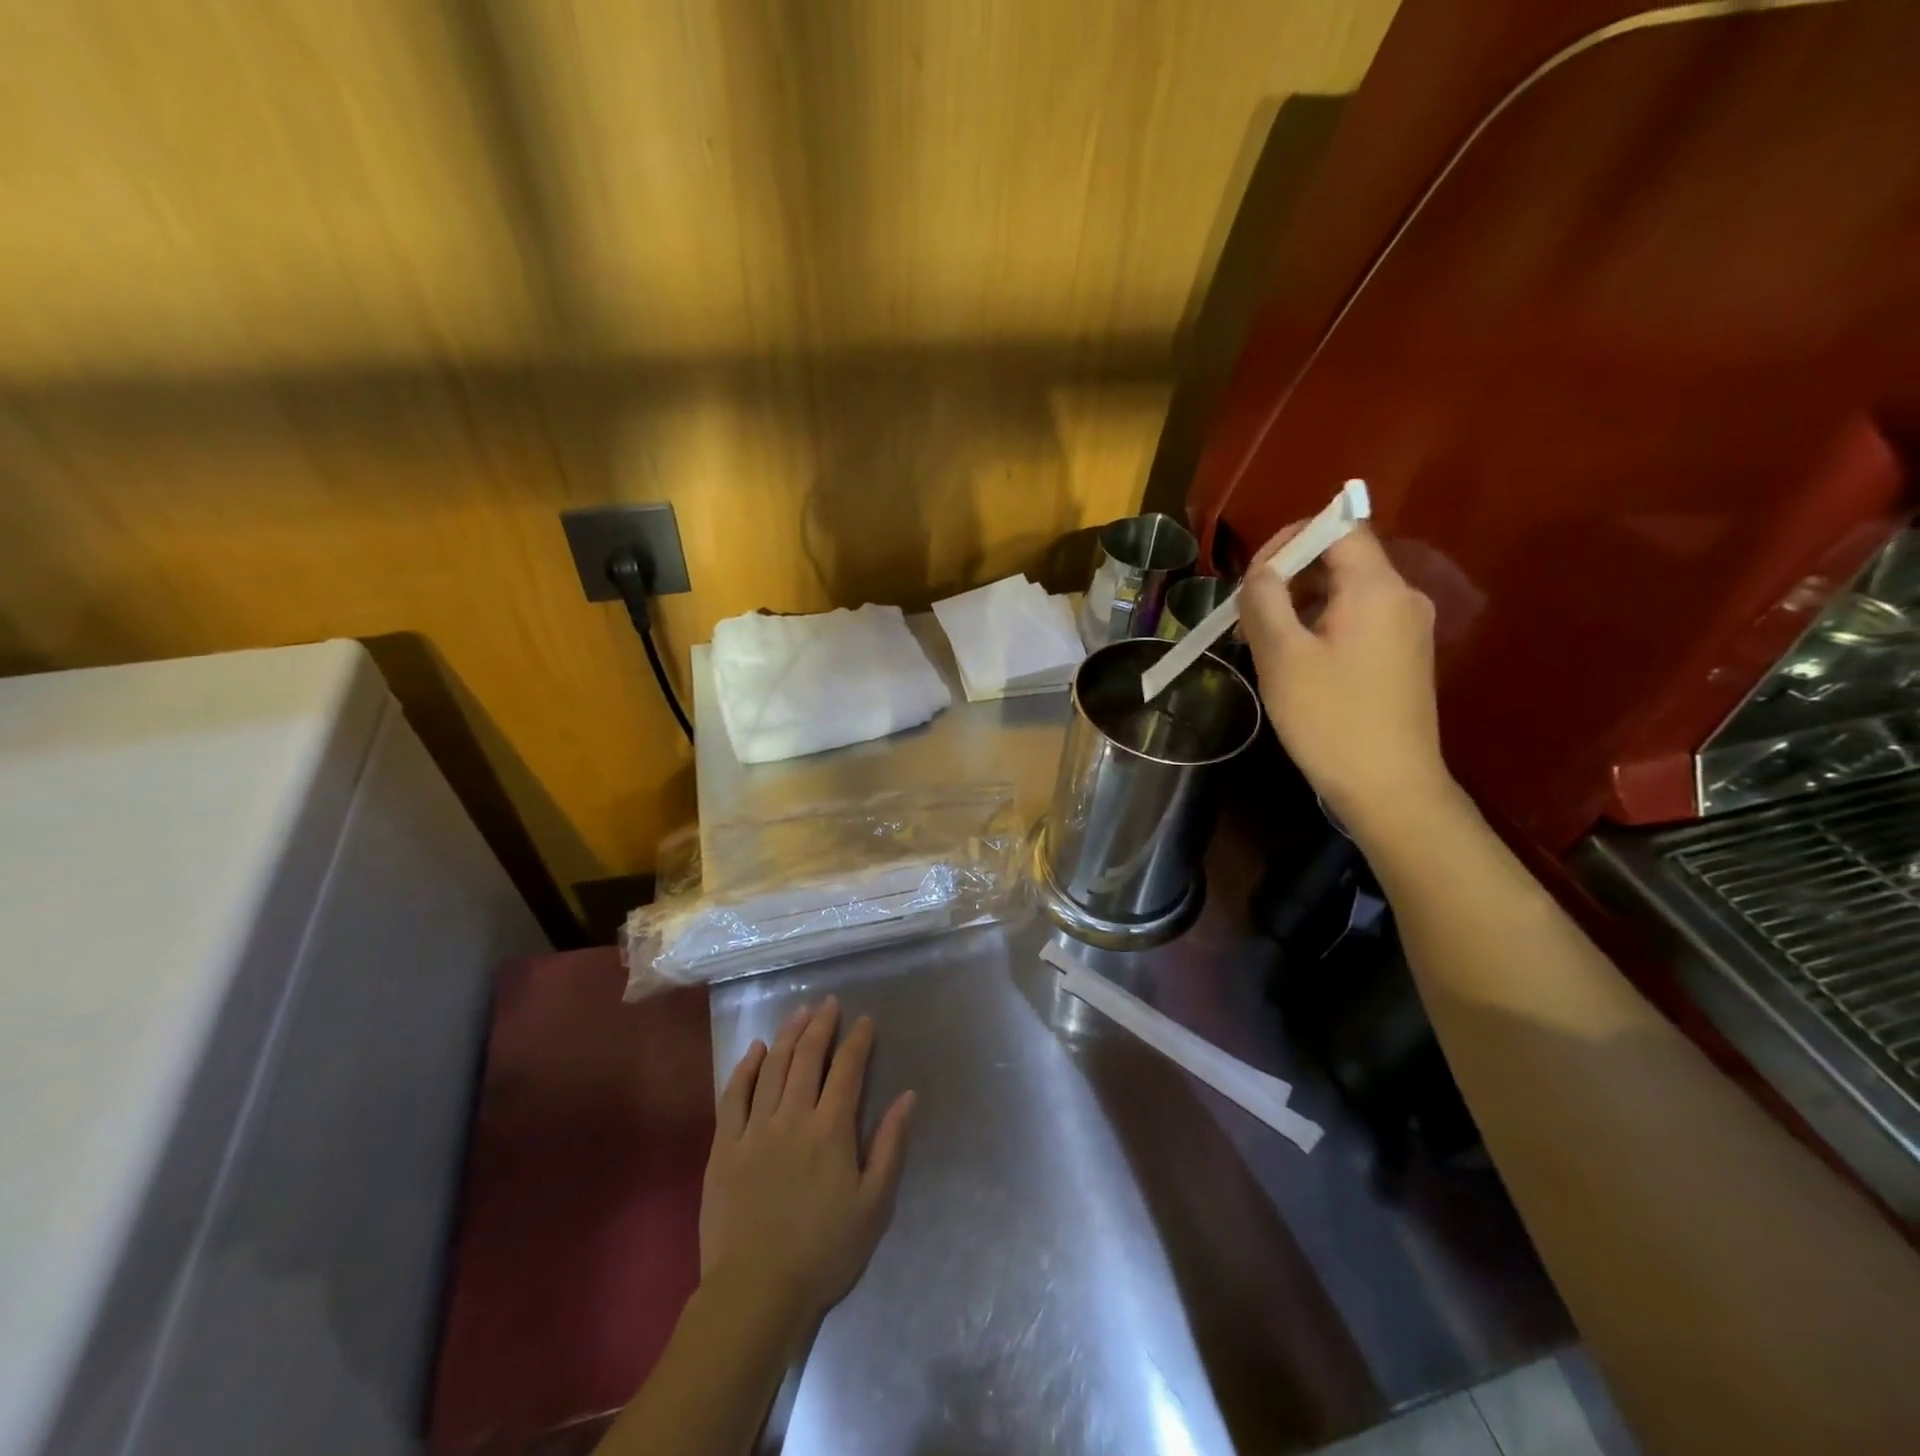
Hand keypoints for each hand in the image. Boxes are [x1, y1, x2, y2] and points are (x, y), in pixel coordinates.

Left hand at [699, 998, 915, 1329]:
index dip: (858, 1041)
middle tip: (828, 1003)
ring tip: (798, 1013)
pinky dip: (746, 1068)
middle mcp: (792, 1117)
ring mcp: (754, 1129)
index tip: (865, 1020)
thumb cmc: (824, 1251)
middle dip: (821, 1025)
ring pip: (773, 1067)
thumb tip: (908, 1096)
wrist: (756, 1292)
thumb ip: (890, 1145)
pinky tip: (755, 1050)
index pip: (848, 1070)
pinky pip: (733, 1096)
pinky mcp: (724, 1147)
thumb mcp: (874, 1204)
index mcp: (831, 1130)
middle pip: (808, 1058)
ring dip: (788, 1035)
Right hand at [1239, 522, 1453, 828]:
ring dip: (1300, 605)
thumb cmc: (1330, 718)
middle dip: (1288, 576)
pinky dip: (1320, 626)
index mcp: (1377, 588)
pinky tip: (1294, 662)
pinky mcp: (1403, 656)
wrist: (1389, 786)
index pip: (1338, 528)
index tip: (1252, 577)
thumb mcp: (1282, 655)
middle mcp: (1402, 597)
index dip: (1290, 539)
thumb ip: (1265, 600)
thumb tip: (1259, 572)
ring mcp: (1407, 628)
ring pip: (1345, 593)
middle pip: (1341, 559)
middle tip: (1247, 615)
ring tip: (1262, 643)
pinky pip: (1357, 620)